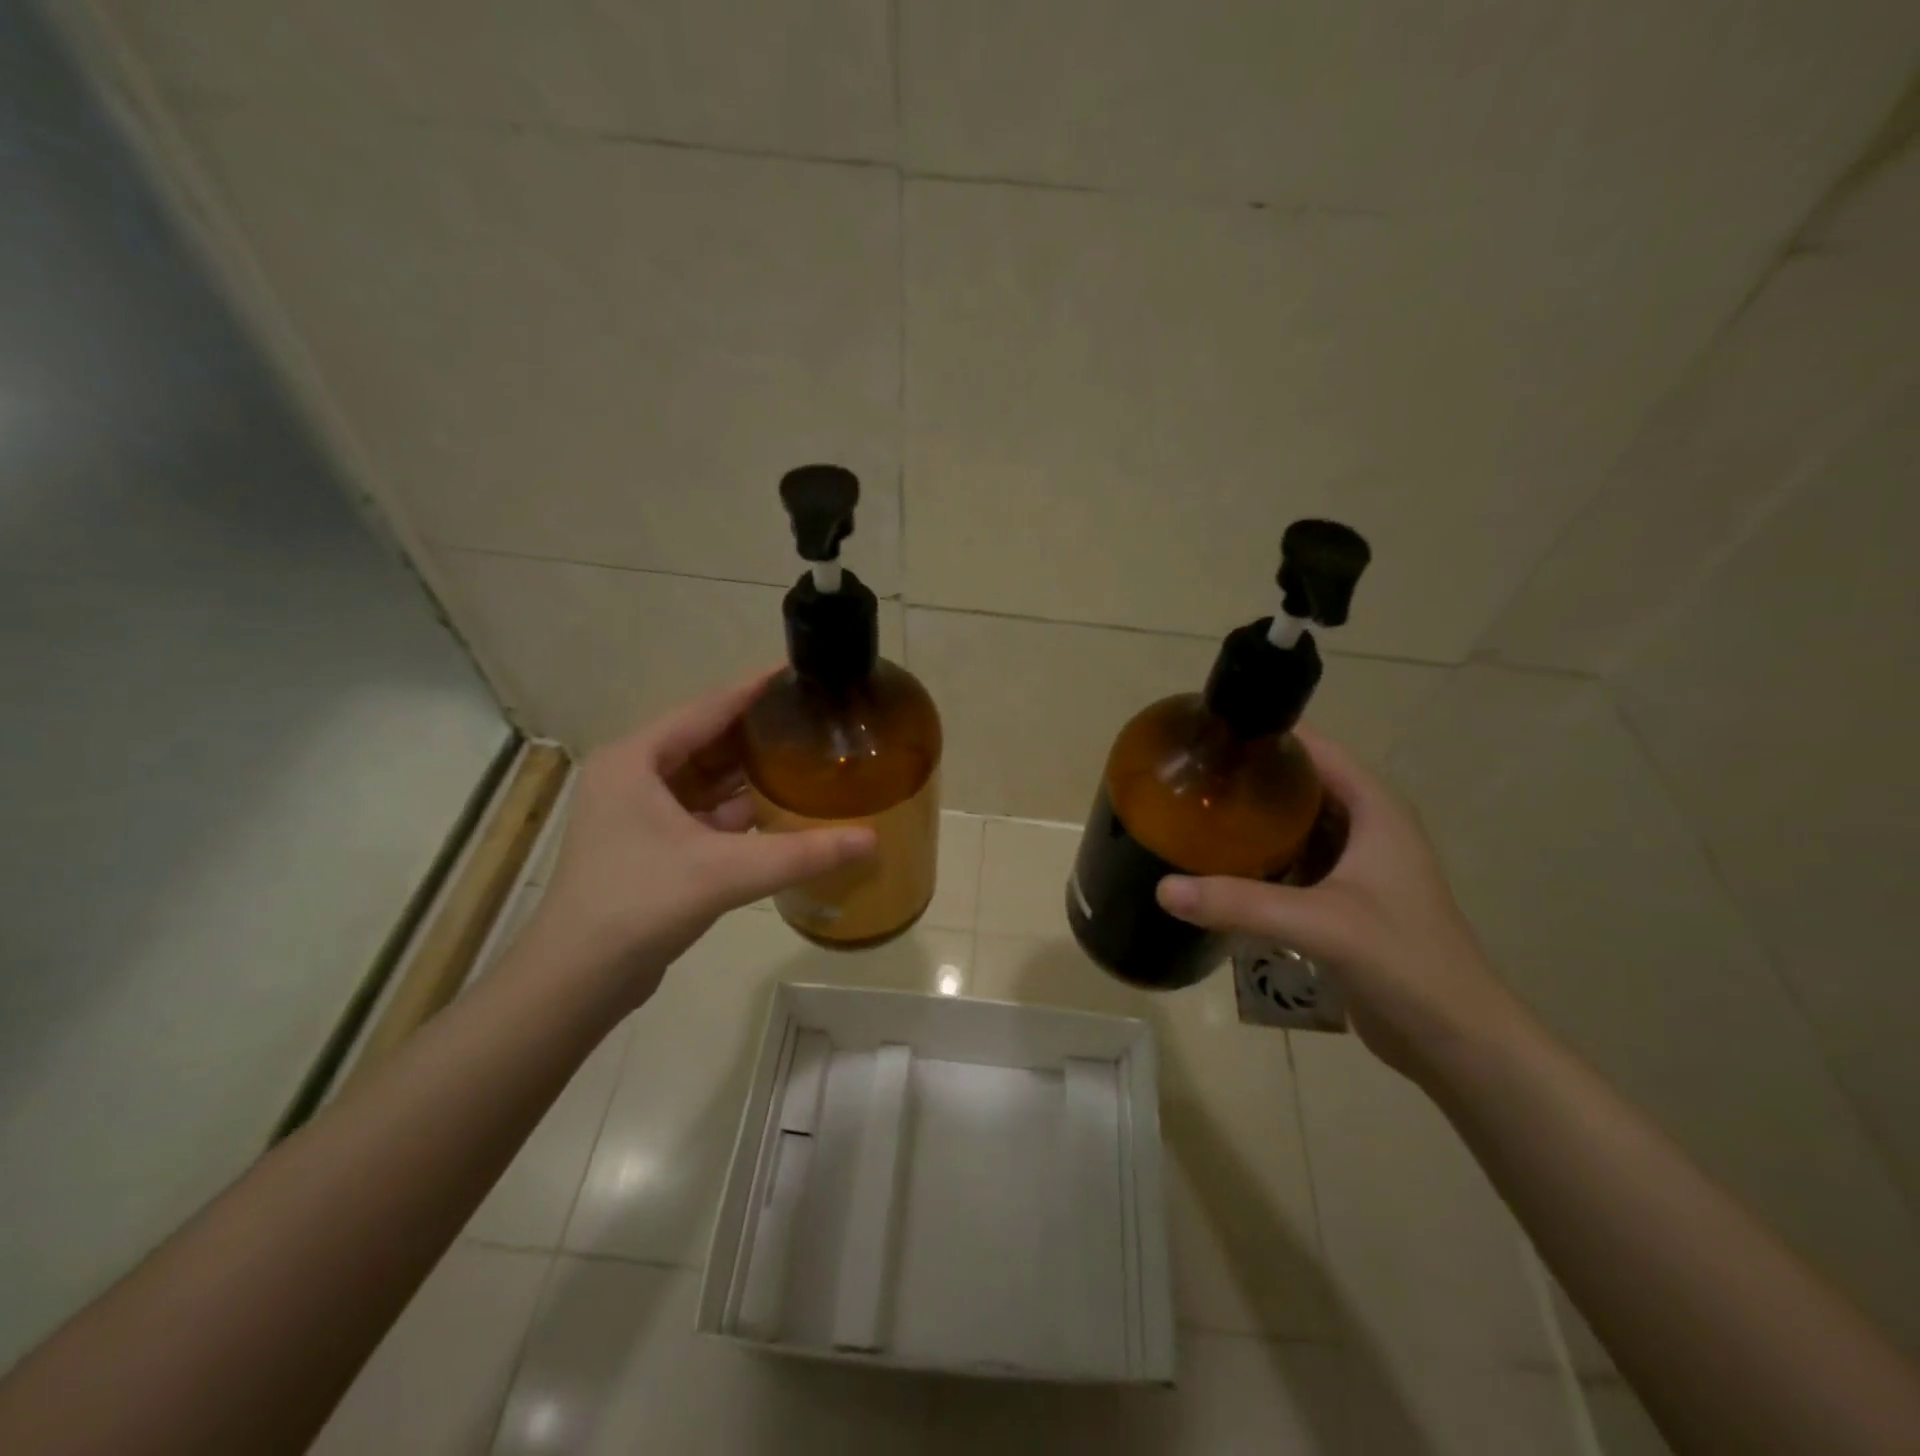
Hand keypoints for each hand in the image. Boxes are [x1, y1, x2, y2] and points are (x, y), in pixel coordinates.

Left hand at [517, 671, 875, 1009]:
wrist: (578, 979)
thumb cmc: (639, 904)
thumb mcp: (724, 872)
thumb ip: (801, 853)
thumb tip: (872, 839)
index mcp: (636, 759)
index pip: (708, 708)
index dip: (755, 690)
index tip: (800, 675)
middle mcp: (634, 775)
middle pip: (708, 741)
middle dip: (760, 733)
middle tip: (816, 722)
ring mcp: (641, 812)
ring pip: (708, 779)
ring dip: (751, 773)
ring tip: (808, 759)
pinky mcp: (652, 844)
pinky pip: (705, 812)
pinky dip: (740, 809)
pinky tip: (782, 809)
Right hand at [1155, 726, 1518, 1077]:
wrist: (1455, 1040)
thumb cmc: (1403, 962)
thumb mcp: (1321, 924)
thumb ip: (1241, 904)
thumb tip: (1163, 888)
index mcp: (1375, 810)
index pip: (1317, 750)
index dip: (1267, 735)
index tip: (1209, 733)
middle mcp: (1368, 828)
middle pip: (1301, 785)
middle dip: (1249, 779)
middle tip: (1189, 778)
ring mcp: (1358, 867)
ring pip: (1296, 826)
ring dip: (1253, 820)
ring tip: (1195, 814)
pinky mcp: (1345, 901)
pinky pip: (1294, 863)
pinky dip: (1261, 859)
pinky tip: (1221, 866)